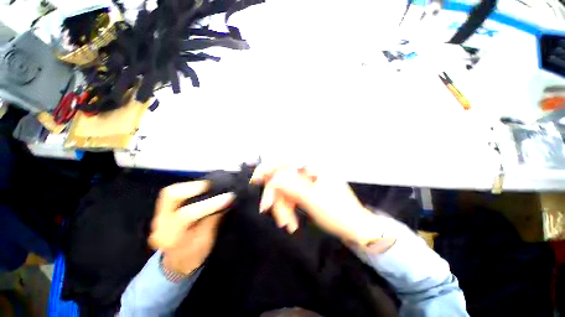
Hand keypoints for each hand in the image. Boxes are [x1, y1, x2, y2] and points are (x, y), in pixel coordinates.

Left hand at [149, 181, 234, 273]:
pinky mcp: (163, 210)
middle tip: (212, 185)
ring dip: (191, 185)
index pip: (187, 215)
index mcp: (170, 237)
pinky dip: (188, 188)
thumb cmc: (193, 256)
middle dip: (193, 187)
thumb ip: (213, 220)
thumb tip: (226, 200)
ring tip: (209, 185)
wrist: (176, 263)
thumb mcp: (206, 242)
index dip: (210, 204)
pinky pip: (174, 193)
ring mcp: (159, 215)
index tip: (229, 196)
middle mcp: (160, 224)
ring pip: (170, 191)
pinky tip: (201, 188)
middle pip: (170, 196)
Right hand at [251, 165, 394, 251]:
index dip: (269, 168)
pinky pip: (292, 197)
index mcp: (315, 167)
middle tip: (267, 209)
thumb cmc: (338, 213)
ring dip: (283, 207)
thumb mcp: (312, 199)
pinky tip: (291, 222)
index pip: (287, 161)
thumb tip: (272, 177)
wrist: (356, 229)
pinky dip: (289, 209)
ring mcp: (308, 182)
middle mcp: (311, 171)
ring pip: (286, 190)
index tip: (256, 179)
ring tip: (287, 224)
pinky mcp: (307, 191)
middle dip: (277, 196)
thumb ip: (290, 186)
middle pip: (284, 178)